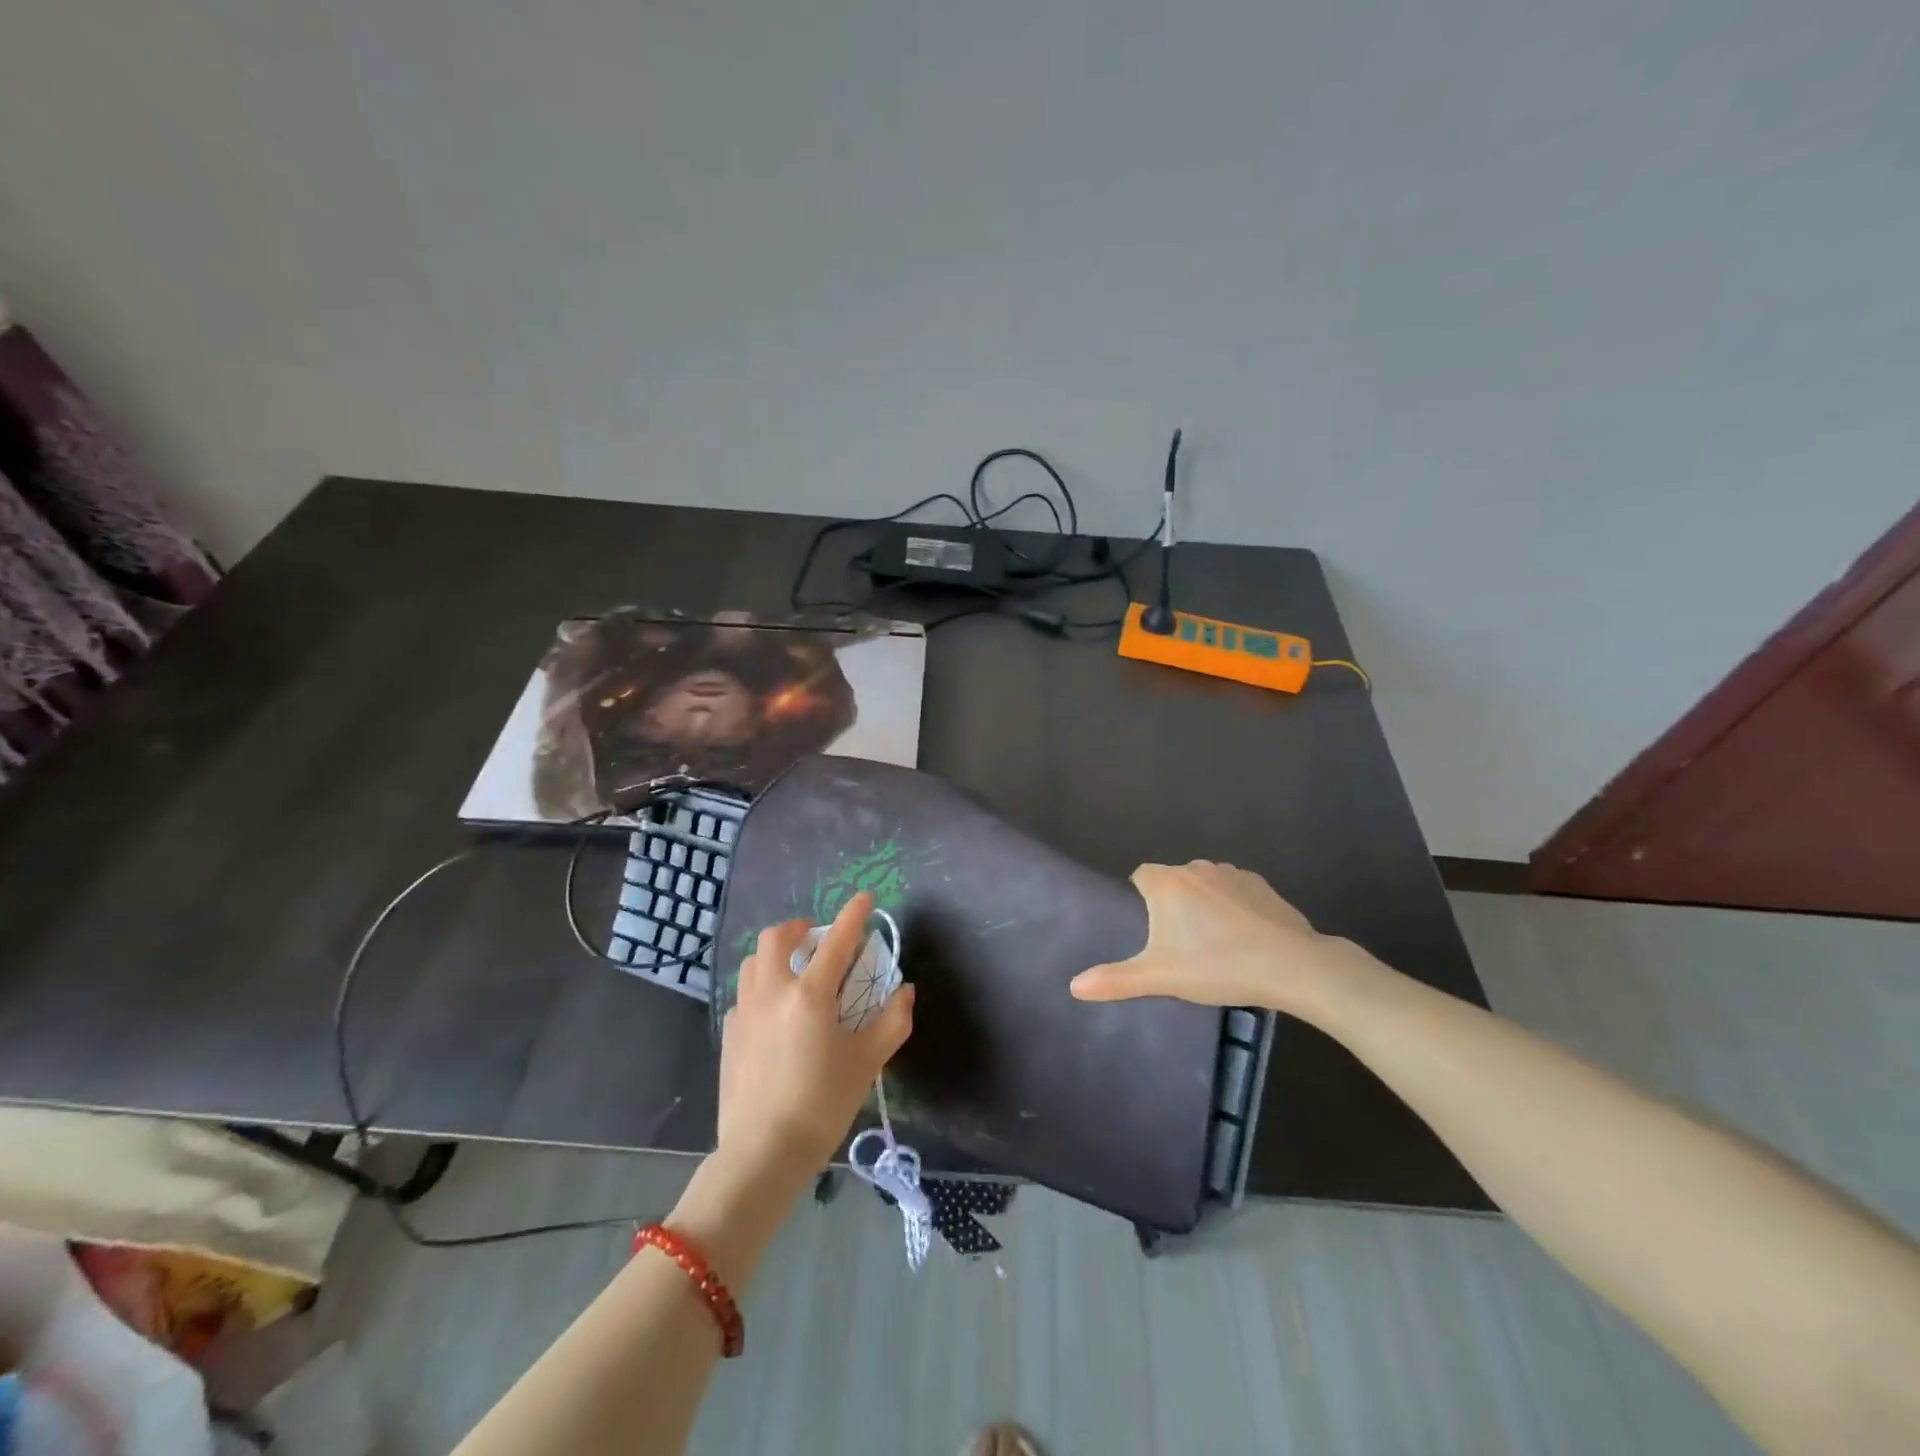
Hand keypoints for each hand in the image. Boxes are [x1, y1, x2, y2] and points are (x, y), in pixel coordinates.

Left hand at [717, 892, 914, 1180]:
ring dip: (775, 953)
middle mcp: (772, 992)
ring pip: (753, 961)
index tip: (864, 897)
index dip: (853, 915)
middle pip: (776, 937)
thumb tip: (905, 991)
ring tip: (795, 969)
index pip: (836, 941)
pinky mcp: (730, 1033)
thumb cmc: (822, 1105)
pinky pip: (745, 993)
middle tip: (818, 938)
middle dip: (799, 927)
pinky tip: (776, 1011)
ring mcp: (745, 1011)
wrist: (762, 1153)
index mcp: (810, 995)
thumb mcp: (867, 1063)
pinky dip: (763, 986)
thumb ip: (892, 1021)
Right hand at [1069, 860, 1379, 1017]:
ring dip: (1202, 903)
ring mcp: (1232, 873)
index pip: (1140, 876)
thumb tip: (1073, 986)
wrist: (1292, 966)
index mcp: (1167, 883)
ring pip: (1204, 884)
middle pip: (1172, 880)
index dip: (1140, 899)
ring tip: (1211, 943)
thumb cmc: (1217, 966)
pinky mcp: (1261, 884)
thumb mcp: (1161, 977)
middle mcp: (1195, 868)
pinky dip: (1232, 907)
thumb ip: (1116, 980)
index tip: (1147, 930)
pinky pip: (1234, 891)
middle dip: (1171, 904)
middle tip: (1177, 945)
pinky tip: (1243, 937)